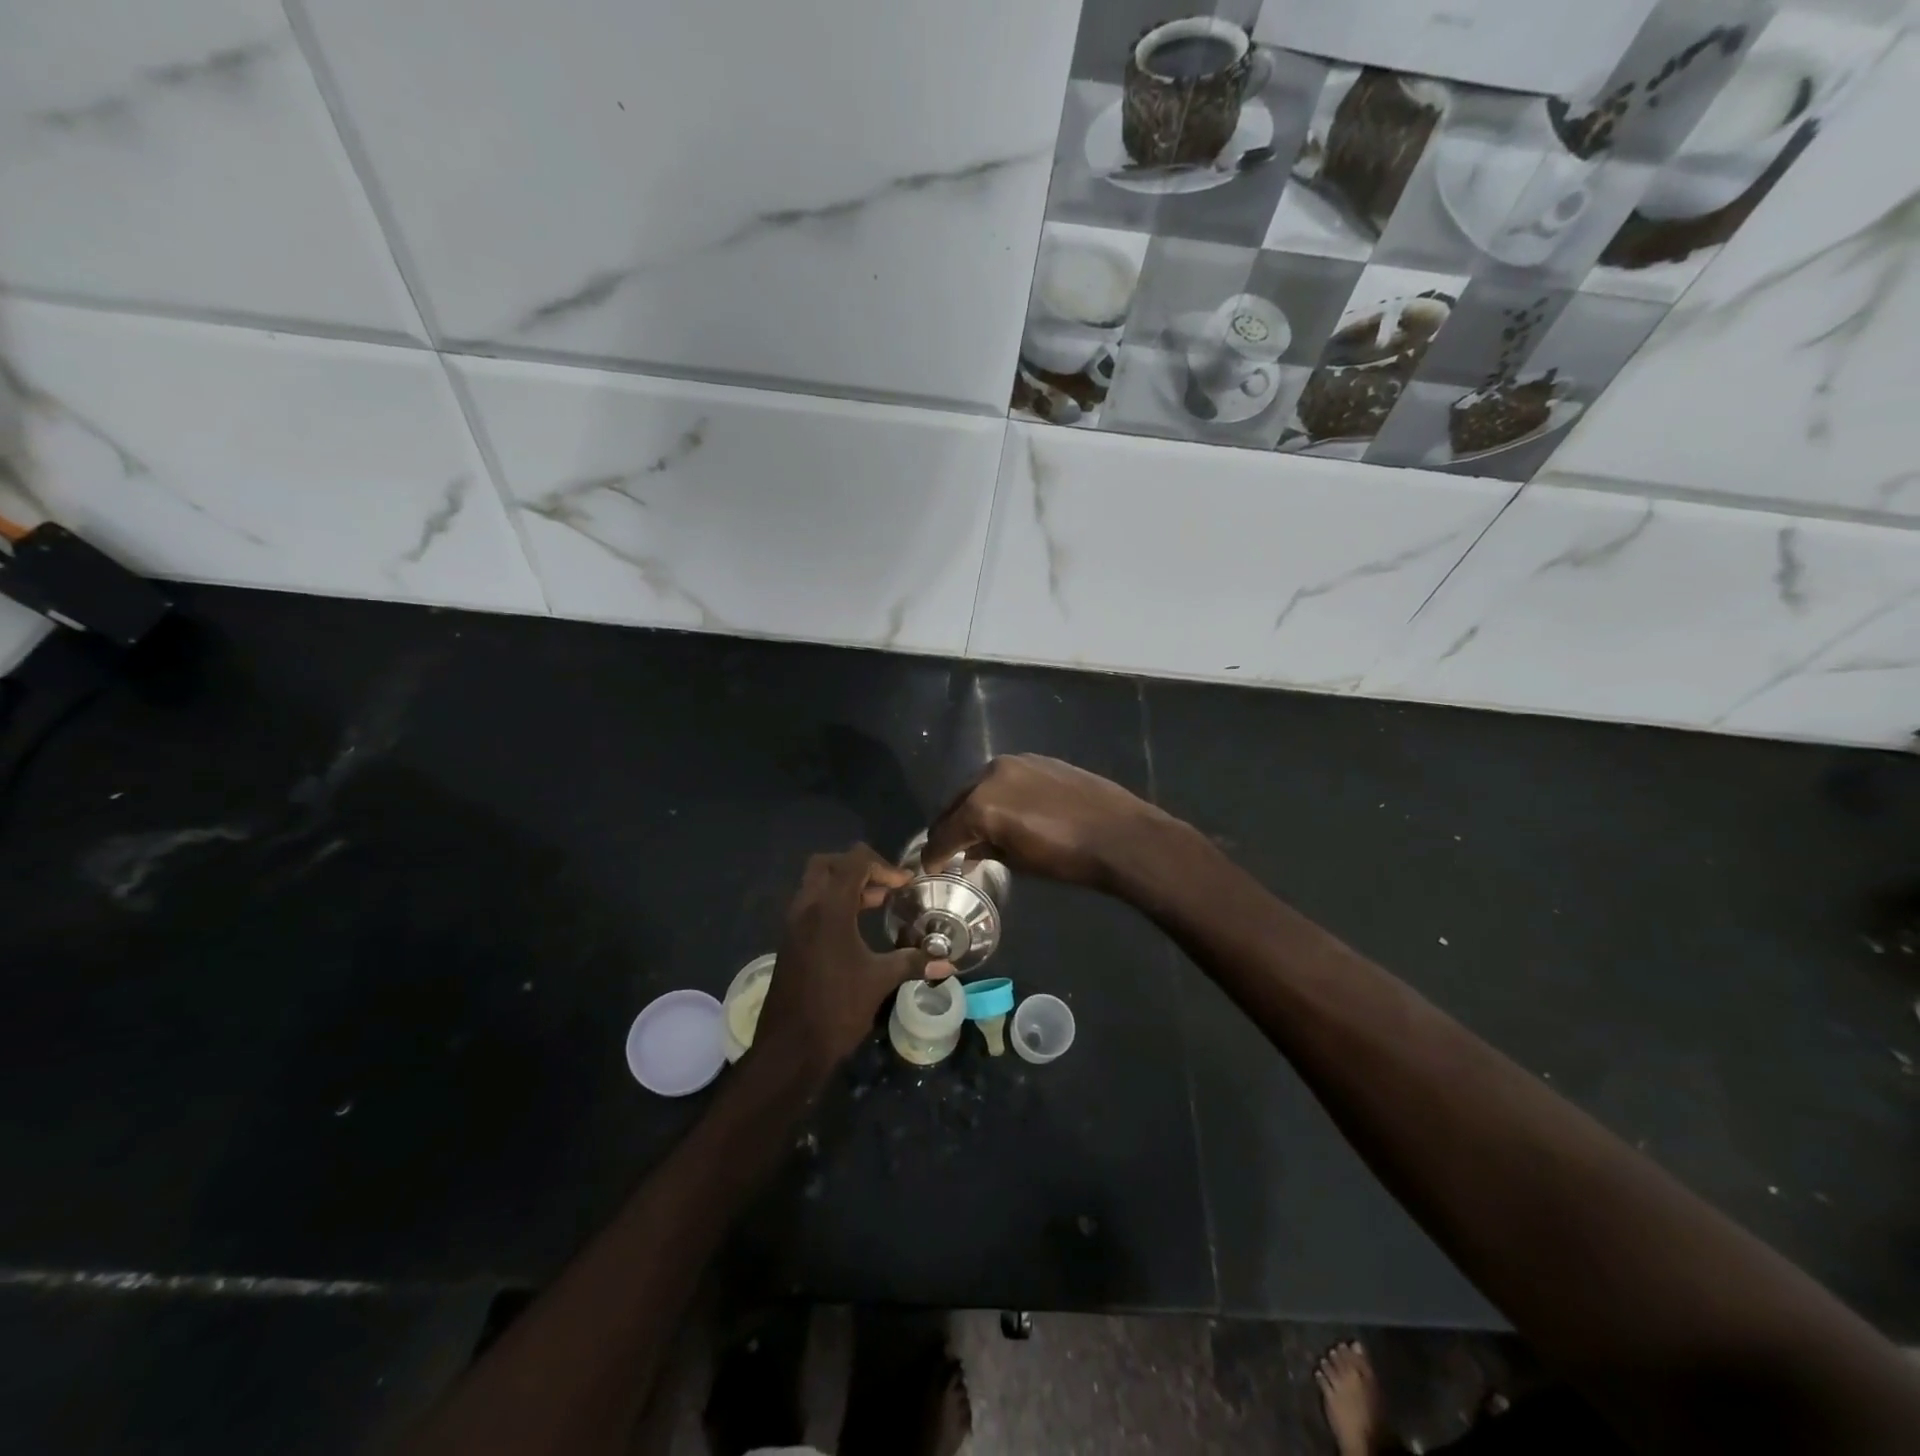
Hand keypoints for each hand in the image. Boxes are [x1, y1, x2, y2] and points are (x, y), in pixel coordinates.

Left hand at [753, 844, 933, 1077]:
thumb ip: (913, 963)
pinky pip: (811, 906)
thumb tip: (949, 963)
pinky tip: (856, 928)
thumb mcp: (880, 981)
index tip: (905, 885)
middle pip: (828, 864)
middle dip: (858, 867)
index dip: (883, 866)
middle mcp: (806, 908)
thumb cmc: (836, 1007)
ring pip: (816, 884)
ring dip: (845, 886)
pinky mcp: (790, 941)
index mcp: (829, 909)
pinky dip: (833, 904)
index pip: (853, 862)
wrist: (789, 1048)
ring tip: (877, 903)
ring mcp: (793, 924)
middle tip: (884, 887)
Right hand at [922, 754, 1173, 892]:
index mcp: (981, 805)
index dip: (934, 854)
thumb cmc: (1068, 858)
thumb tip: (971, 850)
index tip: (930, 867)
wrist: (1121, 834)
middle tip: (948, 849)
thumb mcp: (1020, 861)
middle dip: (949, 828)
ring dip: (972, 808)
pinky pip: (1004, 778)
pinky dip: (997, 794)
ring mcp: (1015, 762)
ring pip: (978, 787)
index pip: (944, 833)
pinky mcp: (1036, 758)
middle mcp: (990, 775)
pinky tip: (1007, 810)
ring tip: (978, 830)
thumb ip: (986, 850)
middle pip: (955, 804)